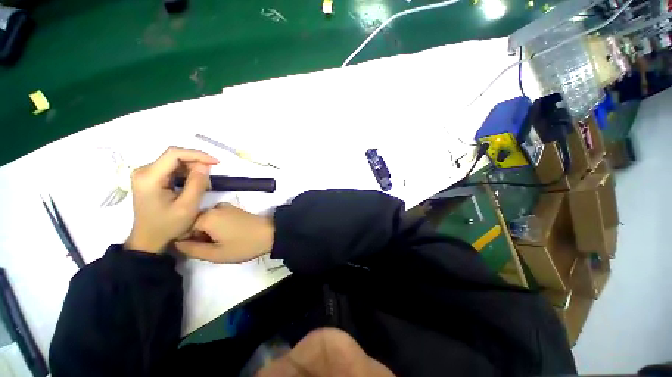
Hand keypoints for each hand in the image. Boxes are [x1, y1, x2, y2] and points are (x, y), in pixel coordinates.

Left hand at [125, 147, 218, 252]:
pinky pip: (172, 168)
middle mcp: (144, 171)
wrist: (149, 239)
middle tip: (209, 178)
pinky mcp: (149, 178)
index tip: (216, 163)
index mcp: (149, 177)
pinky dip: (186, 174)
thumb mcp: (188, 207)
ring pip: (175, 161)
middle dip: (196, 163)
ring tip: (203, 184)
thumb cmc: (168, 225)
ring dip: (192, 169)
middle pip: (174, 156)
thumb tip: (205, 165)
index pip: (174, 154)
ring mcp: (145, 174)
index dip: (197, 154)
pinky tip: (192, 184)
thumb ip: (197, 184)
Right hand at [175, 203, 273, 262]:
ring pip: (205, 221)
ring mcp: (225, 206)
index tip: (197, 250)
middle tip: (212, 248)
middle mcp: (213, 207)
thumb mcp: (216, 254)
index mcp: (206, 216)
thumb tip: (176, 243)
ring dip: (208, 233)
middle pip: (194, 223)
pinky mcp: (234, 208)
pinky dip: (216, 227)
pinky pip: (216, 217)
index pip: (182, 228)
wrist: (270, 233)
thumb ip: (191, 249)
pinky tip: (227, 236)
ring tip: (221, 243)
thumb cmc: (244, 245)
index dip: (186, 241)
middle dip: (198, 237)